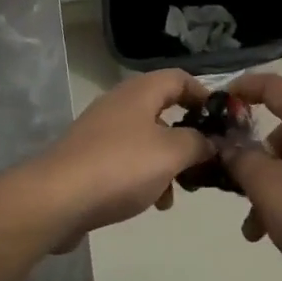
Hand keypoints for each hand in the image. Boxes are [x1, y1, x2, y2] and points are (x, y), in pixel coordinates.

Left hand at [36, 70, 212, 248]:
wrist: (57, 199)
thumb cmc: (121, 167)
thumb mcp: (171, 153)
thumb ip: (198, 143)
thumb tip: (211, 140)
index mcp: (140, 92)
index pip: (180, 78)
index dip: (204, 95)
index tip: (224, 120)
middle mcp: (120, 103)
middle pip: (164, 109)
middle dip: (188, 135)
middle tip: (206, 159)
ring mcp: (102, 130)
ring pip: (147, 138)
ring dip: (168, 161)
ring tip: (179, 191)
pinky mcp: (90, 158)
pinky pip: (128, 160)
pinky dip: (146, 176)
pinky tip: (153, 202)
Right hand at [223, 73, 281, 280]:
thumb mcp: (266, 185)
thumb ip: (240, 158)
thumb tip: (229, 146)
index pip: (273, 86)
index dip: (242, 88)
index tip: (217, 105)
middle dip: (253, 158)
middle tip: (235, 185)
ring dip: (269, 187)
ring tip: (255, 228)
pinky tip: (278, 231)